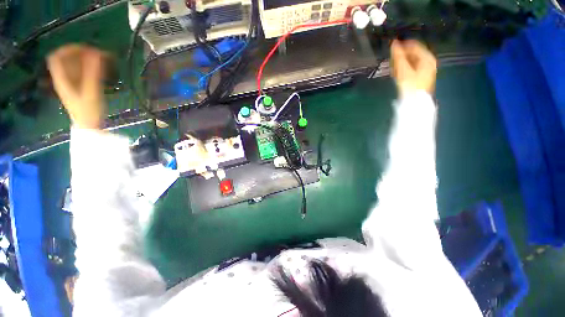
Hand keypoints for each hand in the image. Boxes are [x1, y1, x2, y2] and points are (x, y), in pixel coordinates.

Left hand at [47, 45, 107, 128]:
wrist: (90, 126)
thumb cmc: (88, 111)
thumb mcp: (91, 92)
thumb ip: (92, 73)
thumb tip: (96, 53)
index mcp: (62, 79)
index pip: (57, 58)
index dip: (68, 49)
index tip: (84, 48)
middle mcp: (64, 79)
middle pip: (67, 60)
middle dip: (81, 54)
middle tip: (97, 54)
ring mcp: (71, 83)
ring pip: (75, 65)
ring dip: (87, 60)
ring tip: (102, 60)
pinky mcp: (79, 87)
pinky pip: (82, 72)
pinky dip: (90, 68)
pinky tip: (100, 69)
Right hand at [391, 39, 436, 94]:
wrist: (415, 102)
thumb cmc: (410, 85)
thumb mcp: (403, 70)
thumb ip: (398, 56)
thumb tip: (393, 43)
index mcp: (427, 58)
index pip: (414, 46)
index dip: (402, 46)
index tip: (391, 49)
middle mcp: (428, 61)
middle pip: (413, 54)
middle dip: (401, 57)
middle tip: (392, 62)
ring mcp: (425, 69)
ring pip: (411, 61)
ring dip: (401, 64)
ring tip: (394, 70)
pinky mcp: (421, 76)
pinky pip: (411, 68)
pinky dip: (404, 69)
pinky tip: (398, 74)